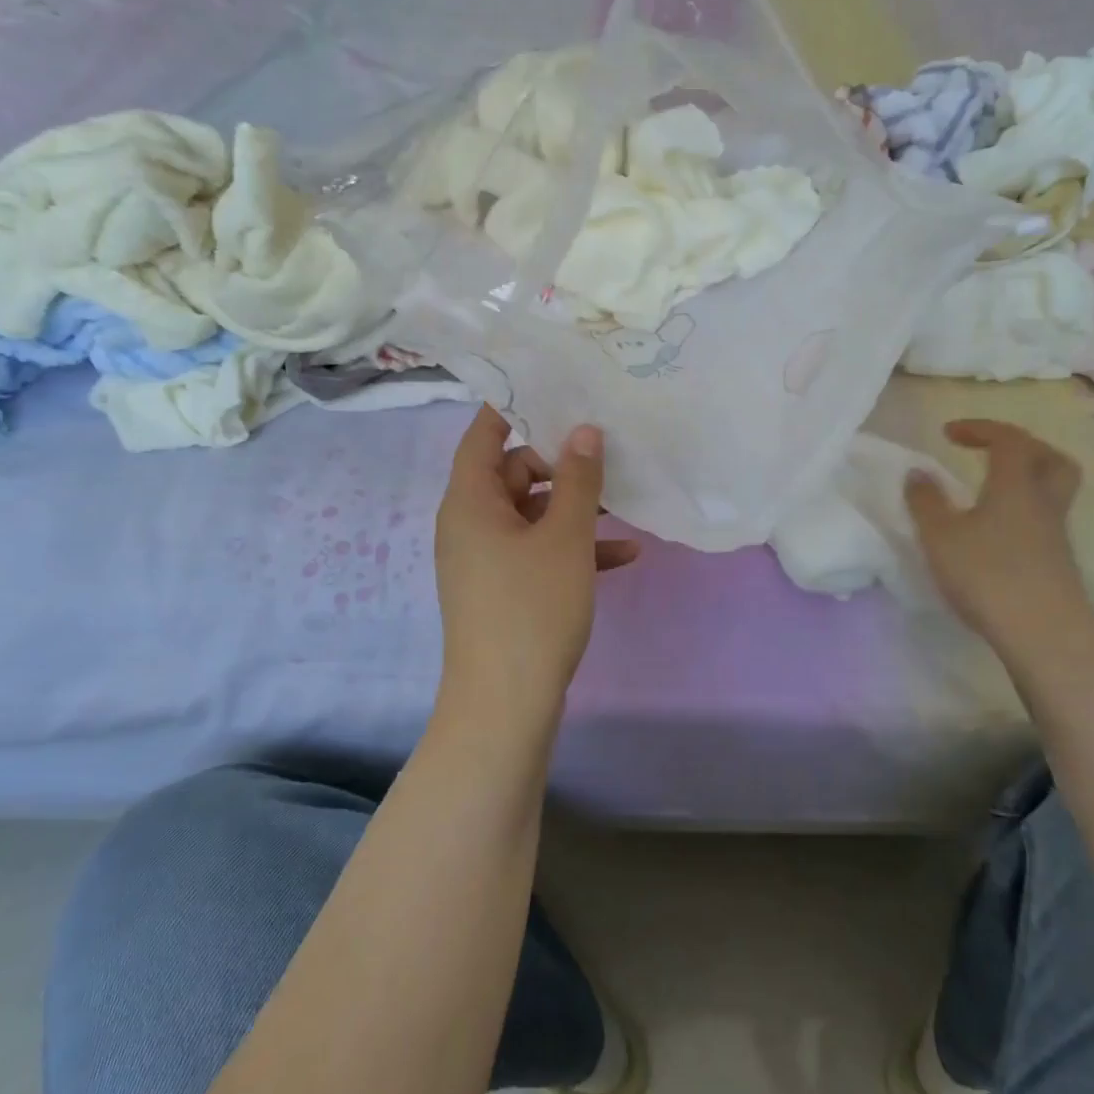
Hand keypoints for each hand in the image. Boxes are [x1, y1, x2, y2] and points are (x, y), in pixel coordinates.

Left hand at [434, 406, 639, 722]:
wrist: (505, 704)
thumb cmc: (532, 607)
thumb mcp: (565, 537)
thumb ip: (578, 480)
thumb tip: (583, 430)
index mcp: (470, 500)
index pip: (483, 433)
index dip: (514, 406)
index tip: (555, 389)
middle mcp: (470, 523)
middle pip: (512, 471)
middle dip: (560, 462)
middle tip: (606, 452)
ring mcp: (485, 559)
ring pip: (531, 513)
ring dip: (574, 508)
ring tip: (624, 503)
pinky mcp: (502, 589)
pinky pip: (536, 551)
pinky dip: (572, 547)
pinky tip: (624, 556)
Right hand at [904, 419, 1089, 652]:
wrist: (1043, 633)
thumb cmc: (987, 575)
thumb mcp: (940, 536)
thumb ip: (925, 502)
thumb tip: (917, 473)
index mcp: (1015, 484)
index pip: (1008, 439)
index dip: (980, 428)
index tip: (948, 433)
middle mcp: (1042, 501)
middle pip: (1049, 458)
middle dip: (1020, 446)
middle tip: (989, 452)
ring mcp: (1055, 533)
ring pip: (1051, 490)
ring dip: (1024, 479)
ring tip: (989, 491)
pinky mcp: (1057, 562)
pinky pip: (1043, 519)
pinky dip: (1022, 511)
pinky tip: (996, 531)